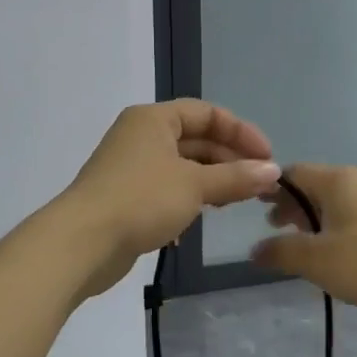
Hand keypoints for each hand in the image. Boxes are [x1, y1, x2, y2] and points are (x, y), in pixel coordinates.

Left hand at [63, 100, 279, 298]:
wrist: (83, 243)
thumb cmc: (141, 200)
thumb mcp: (195, 185)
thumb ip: (236, 177)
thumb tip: (273, 171)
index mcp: (154, 119)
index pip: (207, 113)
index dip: (241, 132)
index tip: (267, 158)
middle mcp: (141, 136)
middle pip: (196, 139)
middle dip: (230, 159)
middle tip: (260, 184)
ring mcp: (132, 167)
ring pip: (183, 166)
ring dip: (213, 180)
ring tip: (238, 200)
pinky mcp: (127, 197)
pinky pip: (168, 189)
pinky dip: (190, 198)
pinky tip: (204, 218)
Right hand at [250, 163, 356, 324]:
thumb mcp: (319, 260)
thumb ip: (282, 252)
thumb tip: (254, 249)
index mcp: (335, 181)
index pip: (291, 173)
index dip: (269, 189)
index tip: (252, 209)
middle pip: (314, 187)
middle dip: (291, 207)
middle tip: (273, 230)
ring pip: (335, 206)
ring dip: (314, 223)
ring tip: (301, 248)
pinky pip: (355, 222)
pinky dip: (337, 233)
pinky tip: (337, 260)